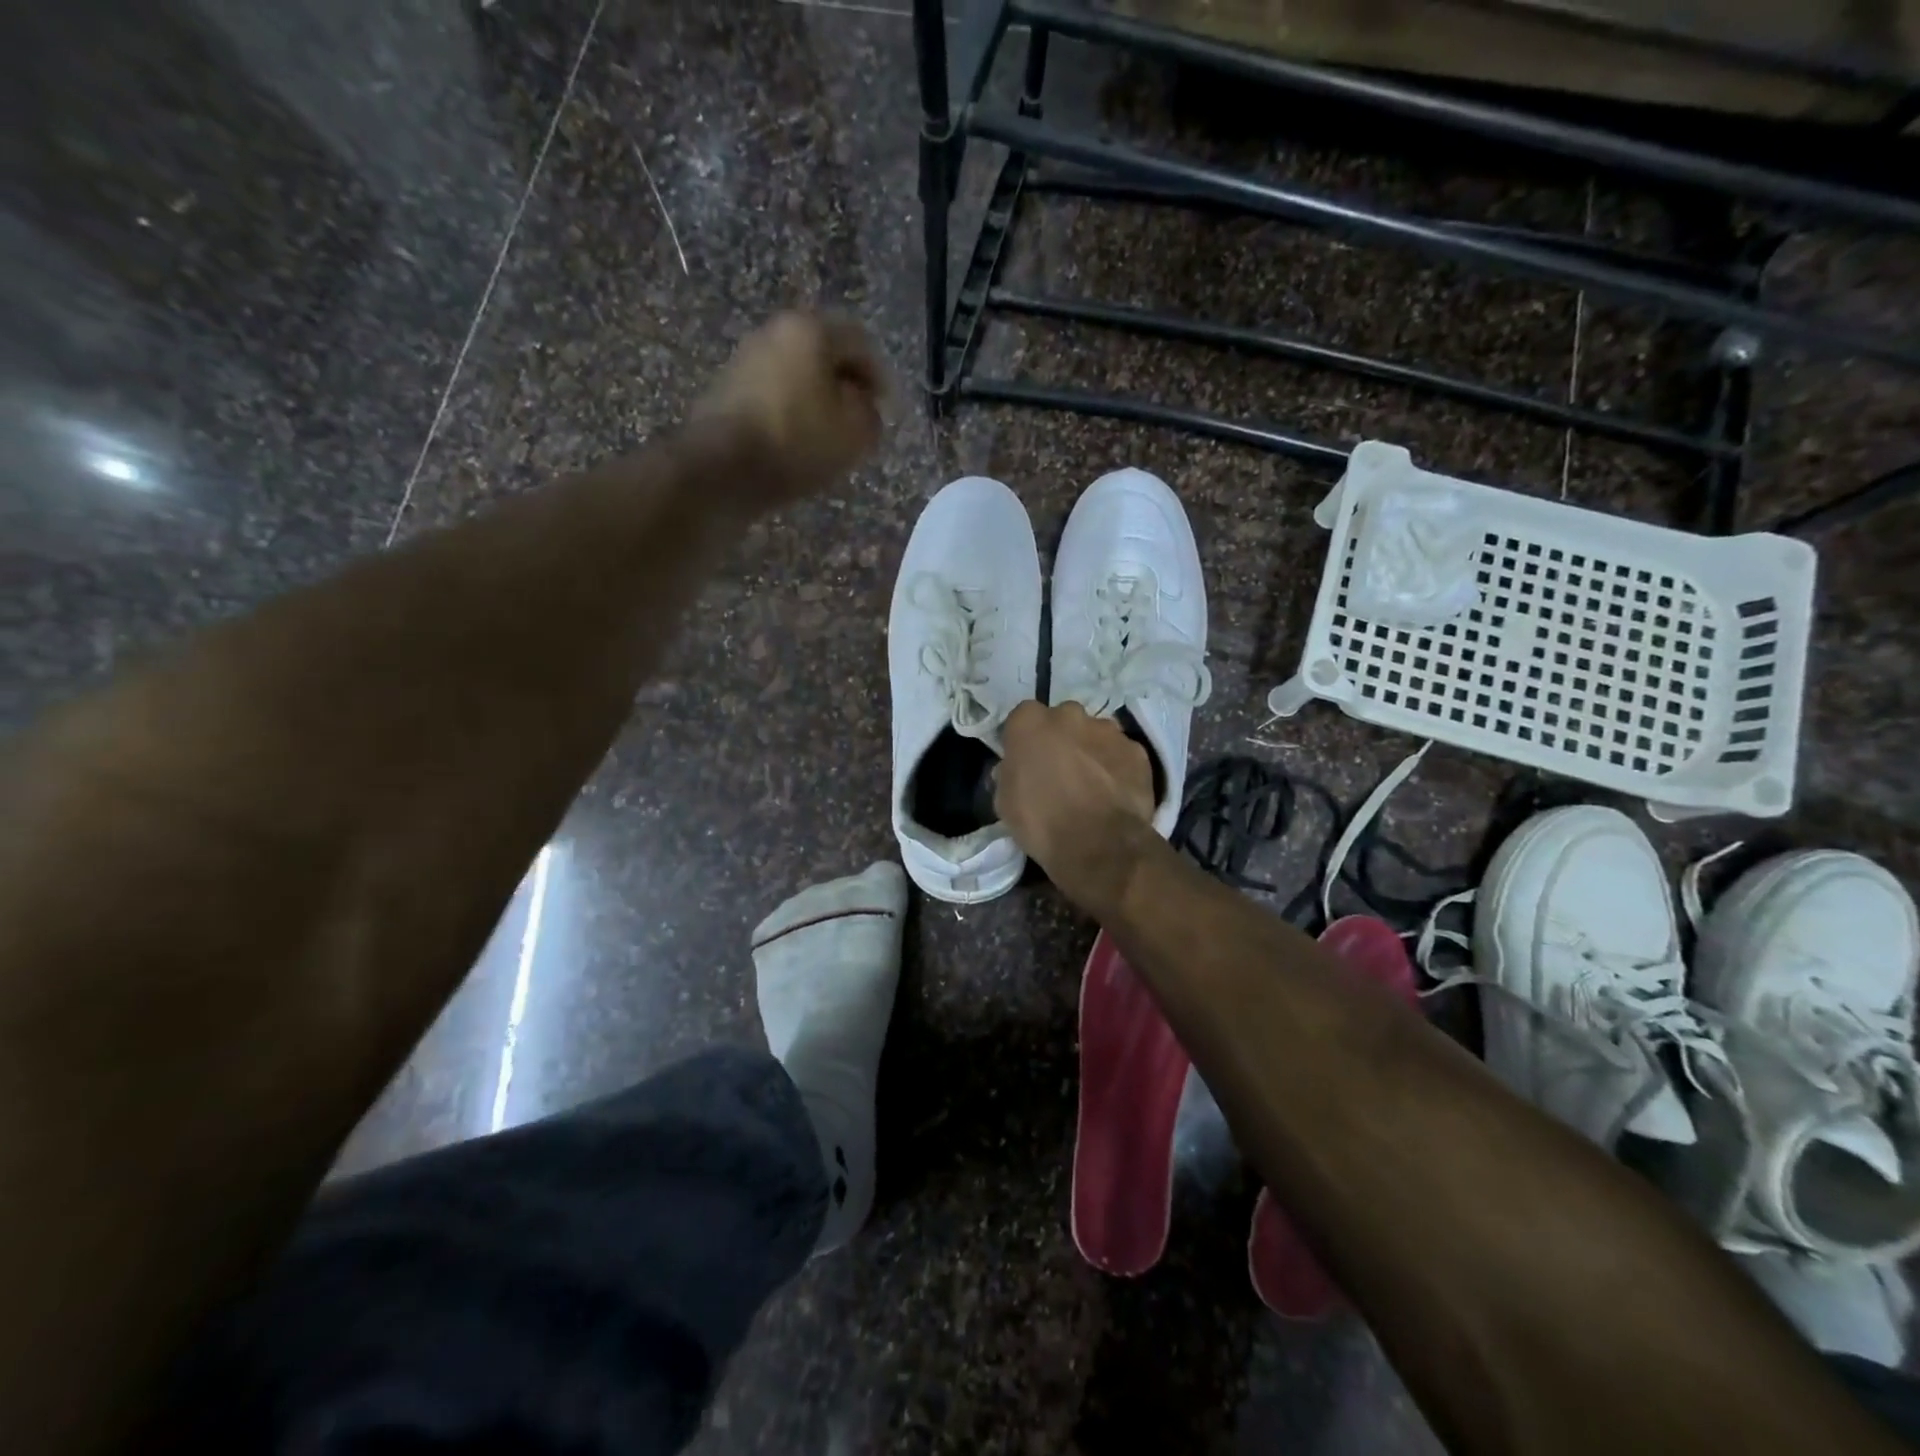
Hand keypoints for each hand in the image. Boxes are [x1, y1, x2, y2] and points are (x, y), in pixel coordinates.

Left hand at [693, 311, 884, 506]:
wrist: (722, 468)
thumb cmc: (798, 441)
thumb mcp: (855, 433)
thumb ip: (870, 415)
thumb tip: (862, 408)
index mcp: (810, 329)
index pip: (859, 342)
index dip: (880, 377)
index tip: (886, 410)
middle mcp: (774, 332)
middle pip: (823, 354)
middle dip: (845, 387)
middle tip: (859, 422)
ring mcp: (745, 360)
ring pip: (796, 375)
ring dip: (816, 401)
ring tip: (828, 437)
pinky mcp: (726, 391)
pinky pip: (773, 396)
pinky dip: (790, 414)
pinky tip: (796, 444)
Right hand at [996, 701, 1156, 915]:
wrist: (1098, 844)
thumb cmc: (1040, 822)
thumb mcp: (1004, 801)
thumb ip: (1009, 773)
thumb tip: (1014, 768)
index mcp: (1029, 722)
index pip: (1023, 718)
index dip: (1025, 740)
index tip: (1027, 761)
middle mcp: (1069, 714)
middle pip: (1063, 720)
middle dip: (1061, 739)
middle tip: (1061, 771)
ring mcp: (1107, 729)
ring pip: (1096, 734)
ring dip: (1091, 751)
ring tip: (1092, 785)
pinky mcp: (1137, 750)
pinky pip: (1122, 754)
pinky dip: (1118, 767)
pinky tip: (1115, 793)